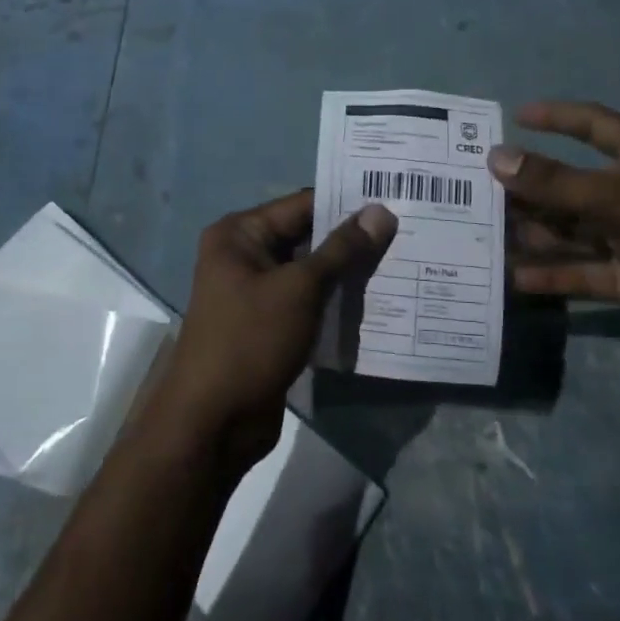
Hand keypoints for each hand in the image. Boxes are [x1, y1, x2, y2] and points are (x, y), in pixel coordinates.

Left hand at [152, 191, 395, 474]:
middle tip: (406, 230)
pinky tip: (376, 298)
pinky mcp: (269, 324)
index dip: (347, 202)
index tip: (395, 197)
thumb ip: (342, 249)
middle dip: (351, 238)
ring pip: (310, 270)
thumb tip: (381, 211)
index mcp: (239, 234)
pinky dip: (335, 299)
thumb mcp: (300, 289)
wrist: (214, 423)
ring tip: (401, 261)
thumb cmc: (251, 341)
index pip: (301, 204)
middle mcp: (244, 255)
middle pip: (306, 236)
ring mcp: (255, 291)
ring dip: (347, 271)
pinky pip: (308, 300)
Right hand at [494, 101, 619, 394]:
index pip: (595, 126)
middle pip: (574, 183)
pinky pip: (582, 268)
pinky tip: (515, 277)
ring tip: (487, 234)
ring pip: (573, 228)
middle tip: (480, 190)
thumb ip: (557, 184)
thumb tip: (497, 157)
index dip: (556, 117)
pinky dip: (553, 272)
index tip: (513, 117)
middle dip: (531, 187)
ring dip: (535, 231)